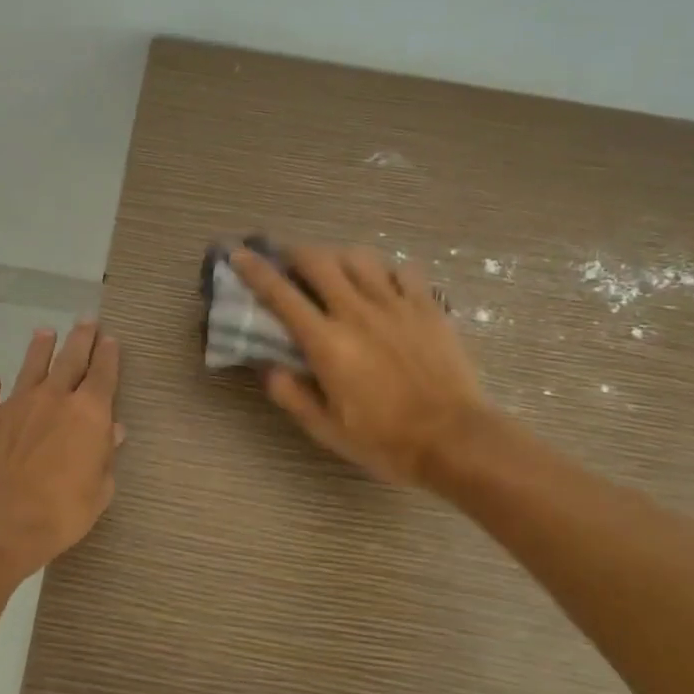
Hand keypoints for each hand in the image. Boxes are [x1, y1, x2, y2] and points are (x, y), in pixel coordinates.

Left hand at [0, 321, 123, 579]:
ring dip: (39, 348)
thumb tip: (113, 431)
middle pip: (70, 359)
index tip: (111, 339)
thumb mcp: (99, 491)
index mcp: (89, 414)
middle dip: (81, 338)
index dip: (109, 355)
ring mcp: (16, 404)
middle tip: (86, 320)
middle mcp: (54, 398)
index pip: (103, 374)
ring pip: (31, 366)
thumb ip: (106, 457)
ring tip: (44, 332)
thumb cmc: (59, 513)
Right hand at [232, 246, 487, 487]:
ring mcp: (396, 305)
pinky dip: (384, 271)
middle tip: (289, 263)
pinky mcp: (427, 307)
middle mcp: (357, 312)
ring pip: (359, 257)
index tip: (239, 254)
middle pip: (319, 260)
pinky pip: (402, 270)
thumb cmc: (384, 440)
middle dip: (296, 254)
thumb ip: (291, 394)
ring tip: (335, 272)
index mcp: (327, 343)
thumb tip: (268, 367)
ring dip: (338, 258)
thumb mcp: (325, 429)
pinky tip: (383, 286)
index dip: (255, 271)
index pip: (281, 294)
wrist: (454, 440)